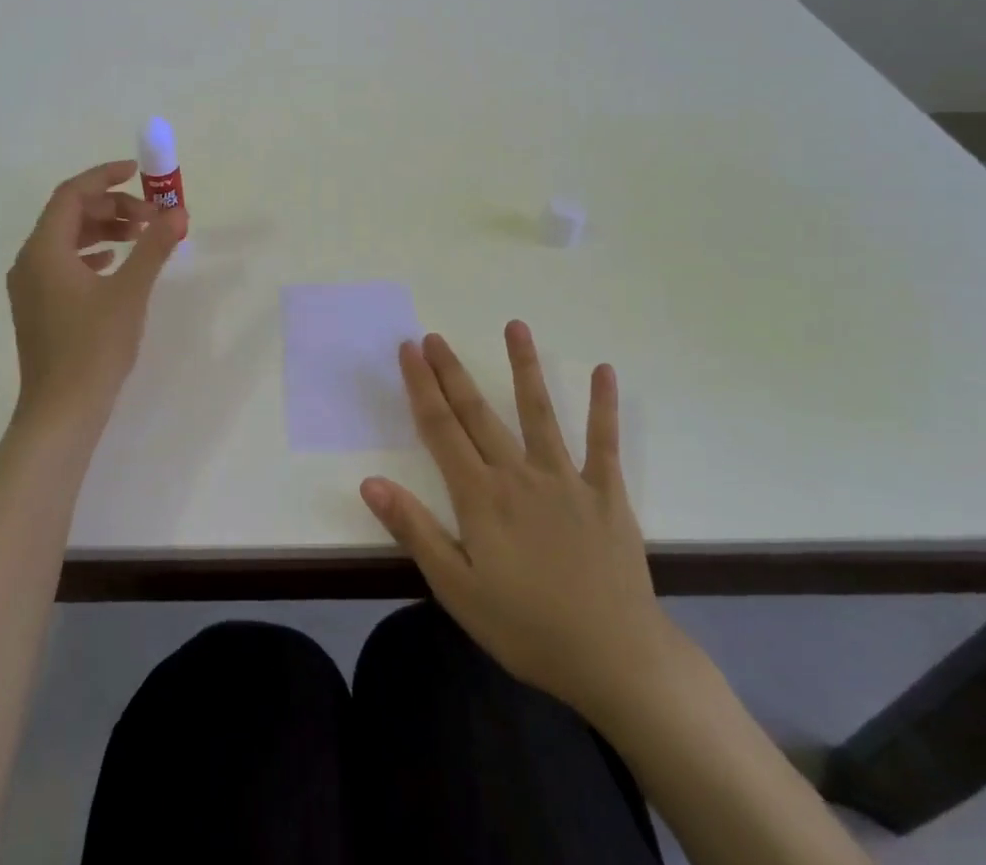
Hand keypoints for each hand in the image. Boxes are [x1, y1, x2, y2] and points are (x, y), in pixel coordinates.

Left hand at [6, 160, 185, 434]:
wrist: (61, 413)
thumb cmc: (93, 347)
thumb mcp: (130, 291)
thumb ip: (153, 246)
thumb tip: (178, 212)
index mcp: (44, 250)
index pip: (71, 194)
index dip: (105, 177)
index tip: (138, 173)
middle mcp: (29, 261)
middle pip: (69, 215)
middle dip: (112, 207)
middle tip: (151, 217)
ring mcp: (30, 287)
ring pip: (66, 240)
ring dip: (104, 230)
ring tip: (140, 237)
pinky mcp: (38, 308)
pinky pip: (63, 263)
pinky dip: (91, 254)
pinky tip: (114, 264)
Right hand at [360, 323, 687, 732]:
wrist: (615, 660)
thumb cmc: (527, 628)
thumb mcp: (457, 589)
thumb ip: (415, 530)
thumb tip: (369, 482)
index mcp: (480, 497)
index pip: (440, 429)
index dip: (421, 386)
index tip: (408, 350)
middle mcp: (518, 474)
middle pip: (477, 412)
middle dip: (452, 372)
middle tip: (433, 335)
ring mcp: (565, 478)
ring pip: (539, 411)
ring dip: (524, 366)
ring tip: (515, 326)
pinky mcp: (606, 492)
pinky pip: (604, 442)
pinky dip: (603, 406)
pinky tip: (604, 370)